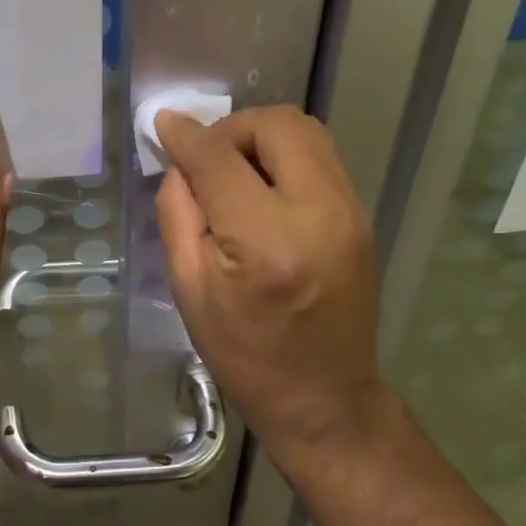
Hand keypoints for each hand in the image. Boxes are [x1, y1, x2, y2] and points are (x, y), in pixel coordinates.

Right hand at [154, 106, 384, 469]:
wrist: (325, 401)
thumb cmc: (244, 355)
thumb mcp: (189, 288)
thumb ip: (178, 212)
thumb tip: (179, 160)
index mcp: (265, 242)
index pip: (220, 159)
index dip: (187, 136)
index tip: (164, 125)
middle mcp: (318, 214)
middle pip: (277, 125)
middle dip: (233, 128)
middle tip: (207, 159)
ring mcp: (349, 213)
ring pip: (306, 132)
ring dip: (261, 138)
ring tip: (234, 172)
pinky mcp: (361, 217)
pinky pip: (320, 158)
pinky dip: (285, 157)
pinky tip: (263, 191)